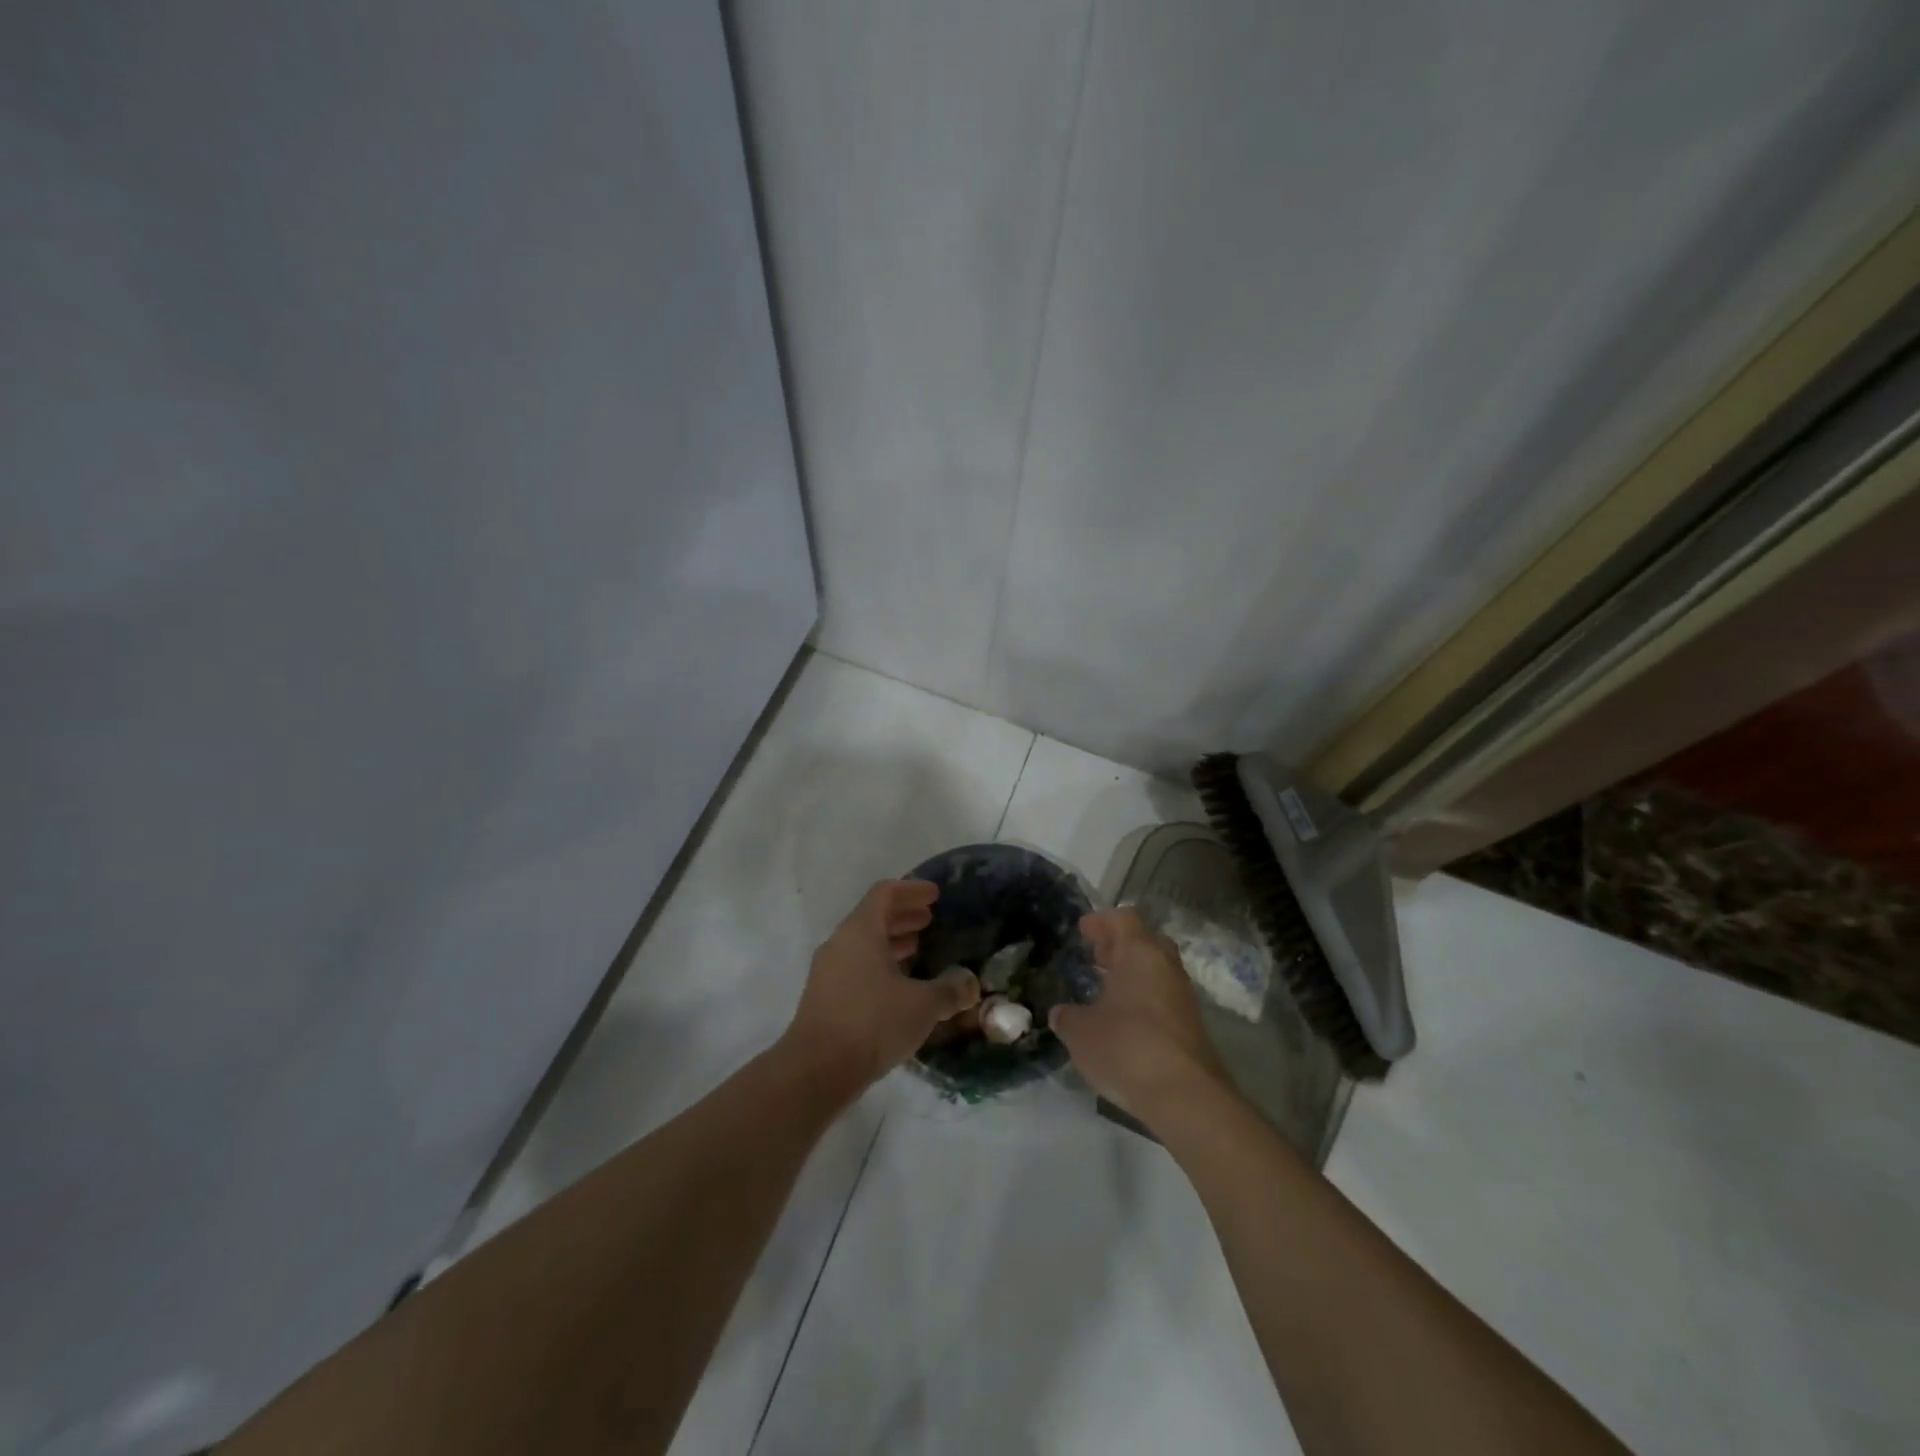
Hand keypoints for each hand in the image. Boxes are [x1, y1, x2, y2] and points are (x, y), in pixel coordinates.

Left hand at [783, 880, 980, 1092]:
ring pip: (863, 943)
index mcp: (861, 930)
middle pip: (873, 916)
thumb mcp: (922, 1005)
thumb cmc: (873, 1022)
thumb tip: (970, 984)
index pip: (885, 893)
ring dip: (890, 941)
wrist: (817, 1069)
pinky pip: (855, 965)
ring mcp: (828, 970)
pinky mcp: (824, 996)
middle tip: (930, 920)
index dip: (912, 890)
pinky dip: (878, 963)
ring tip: (918, 949)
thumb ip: (949, 990)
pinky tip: (898, 985)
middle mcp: (840, 942)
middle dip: (903, 916)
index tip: (935, 895)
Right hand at [1049, 908, 1227, 1122]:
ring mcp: (1183, 995)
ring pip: (1157, 970)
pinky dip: (1145, 999)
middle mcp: (1166, 966)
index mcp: (1139, 953)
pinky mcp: (1192, 1025)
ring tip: (1106, 991)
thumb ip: (1067, 1017)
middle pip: (1145, 941)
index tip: (1083, 930)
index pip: (1123, 918)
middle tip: (1096, 958)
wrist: (1185, 1096)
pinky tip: (1125, 1021)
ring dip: (1134, 974)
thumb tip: (1061, 1013)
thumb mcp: (1080, 1032)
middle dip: (1120, 946)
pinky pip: (1164, 997)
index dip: (1101, 921)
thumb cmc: (1126, 1047)